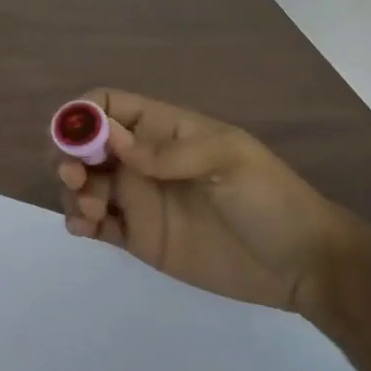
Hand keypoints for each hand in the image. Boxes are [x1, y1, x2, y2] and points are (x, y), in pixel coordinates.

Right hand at [56, 88, 342, 310]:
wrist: (302, 265)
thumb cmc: (270, 200)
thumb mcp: (229, 162)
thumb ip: (169, 151)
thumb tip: (110, 138)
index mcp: (164, 130)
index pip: (109, 105)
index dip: (83, 116)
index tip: (75, 140)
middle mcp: (143, 160)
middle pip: (86, 145)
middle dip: (68, 155)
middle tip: (76, 178)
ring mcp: (140, 199)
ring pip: (84, 184)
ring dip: (72, 190)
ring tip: (92, 211)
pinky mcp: (139, 237)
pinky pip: (96, 224)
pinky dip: (78, 221)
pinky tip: (85, 228)